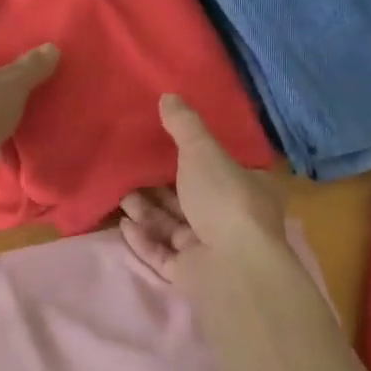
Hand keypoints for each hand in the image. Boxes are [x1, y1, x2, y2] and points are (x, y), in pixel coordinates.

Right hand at [120, 94, 285, 284]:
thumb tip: (168, 95)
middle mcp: (233, 219)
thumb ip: (184, 125)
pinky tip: (123, 225)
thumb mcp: (203, 151)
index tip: (164, 147)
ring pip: (174, 226)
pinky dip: (144, 239)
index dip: (194, 159)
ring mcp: (213, 251)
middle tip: (131, 170)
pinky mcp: (192, 275)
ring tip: (121, 195)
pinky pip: (163, 254)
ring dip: (147, 211)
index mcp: (249, 189)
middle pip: (192, 199)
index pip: (222, 170)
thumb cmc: (224, 199)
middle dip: (160, 187)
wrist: (232, 267)